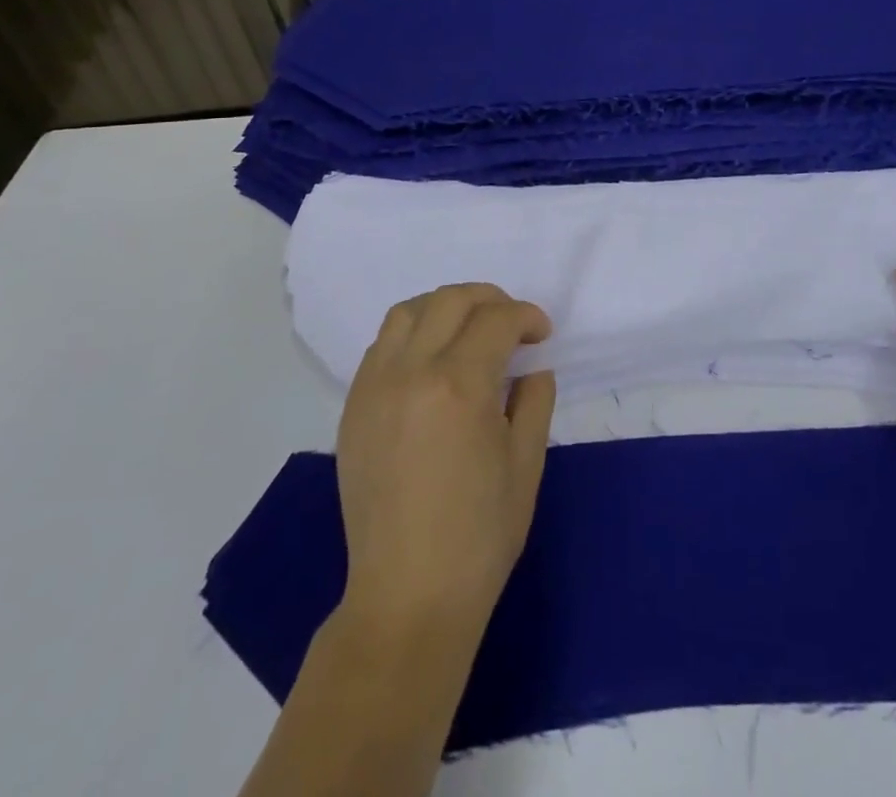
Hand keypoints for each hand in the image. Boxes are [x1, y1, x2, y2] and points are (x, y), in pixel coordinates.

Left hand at [335, 283, 556, 635]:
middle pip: (450, 300)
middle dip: (490, 299)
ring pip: (408, 312)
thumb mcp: (526, 465)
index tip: (542, 335)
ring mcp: (374, 388)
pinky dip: (412, 333)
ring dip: (445, 307)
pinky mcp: (353, 408)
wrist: (408, 597)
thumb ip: (534, 401)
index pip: (497, 320)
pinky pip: (382, 345)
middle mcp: (411, 372)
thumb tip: (532, 368)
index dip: (527, 317)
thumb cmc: (479, 536)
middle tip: (512, 321)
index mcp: (459, 385)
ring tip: (469, 329)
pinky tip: (431, 359)